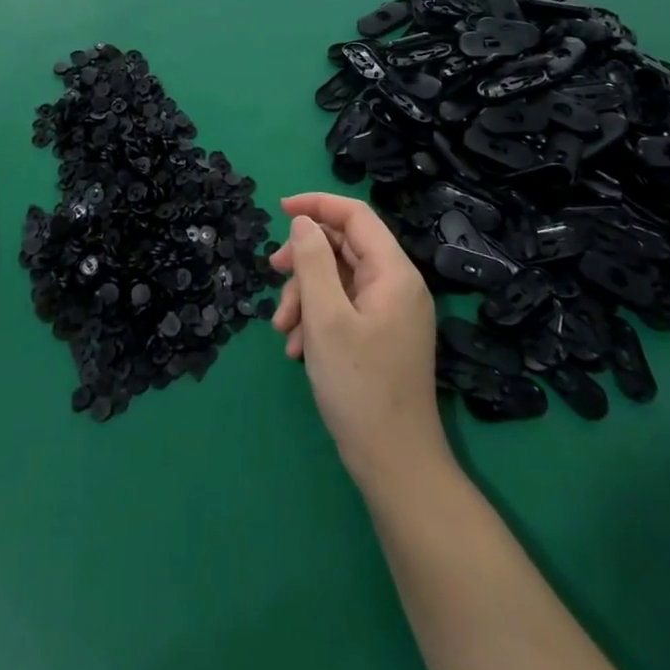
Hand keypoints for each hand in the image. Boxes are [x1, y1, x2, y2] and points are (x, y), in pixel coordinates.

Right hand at [270, 193, 447, 490]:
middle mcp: (396, 285)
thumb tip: (303, 222)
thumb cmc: (359, 386)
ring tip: (283, 329)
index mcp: (393, 272)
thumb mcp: (326, 318)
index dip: (317, 204)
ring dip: (305, 295)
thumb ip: (312, 262)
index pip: (356, 215)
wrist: (394, 464)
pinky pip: (343, 307)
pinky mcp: (381, 336)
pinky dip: (316, 317)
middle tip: (273, 273)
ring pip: (338, 279)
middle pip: (344, 247)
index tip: (280, 210)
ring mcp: (390, 312)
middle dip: (304, 260)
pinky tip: (297, 348)